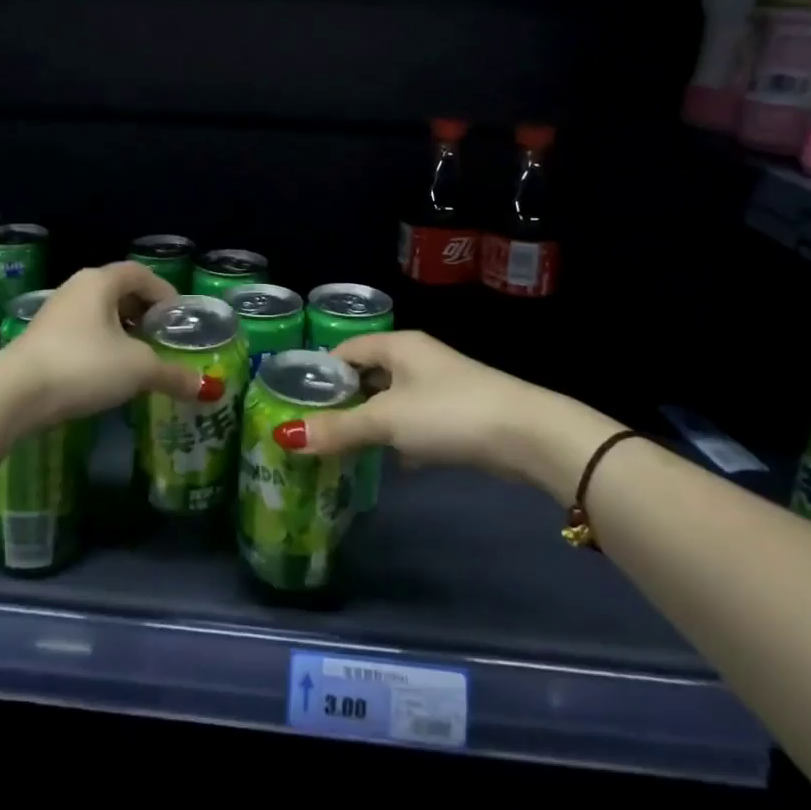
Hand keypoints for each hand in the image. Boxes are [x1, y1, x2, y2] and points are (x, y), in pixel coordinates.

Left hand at [0, 262, 212, 426]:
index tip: (179, 317)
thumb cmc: (84, 365)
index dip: (164, 291)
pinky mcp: (40, 339)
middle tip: (162, 337)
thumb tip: (208, 389)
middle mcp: (76, 289)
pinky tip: (108, 372)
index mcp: (100, 282)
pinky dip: (101, 345)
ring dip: (122, 331)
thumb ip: (174, 374)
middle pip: (119, 291)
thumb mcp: (138, 369)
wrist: (14, 394)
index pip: (140, 273)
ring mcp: (54, 314)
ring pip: (99, 314)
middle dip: (144, 312)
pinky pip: (81, 333)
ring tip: (140, 357)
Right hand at [290, 331, 595, 484]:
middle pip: (367, 376)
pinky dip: (397, 439)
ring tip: (337, 450)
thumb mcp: (386, 420)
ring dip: (368, 423)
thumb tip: (283, 435)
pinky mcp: (455, 416)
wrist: (527, 436)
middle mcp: (416, 359)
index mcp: (397, 346)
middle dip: (341, 402)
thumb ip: (338, 428)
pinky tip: (385, 463)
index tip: (293, 401)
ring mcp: (438, 388)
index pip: (345, 350)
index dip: (319, 372)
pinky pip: (413, 423)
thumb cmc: (448, 413)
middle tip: (310, 430)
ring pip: (390, 402)